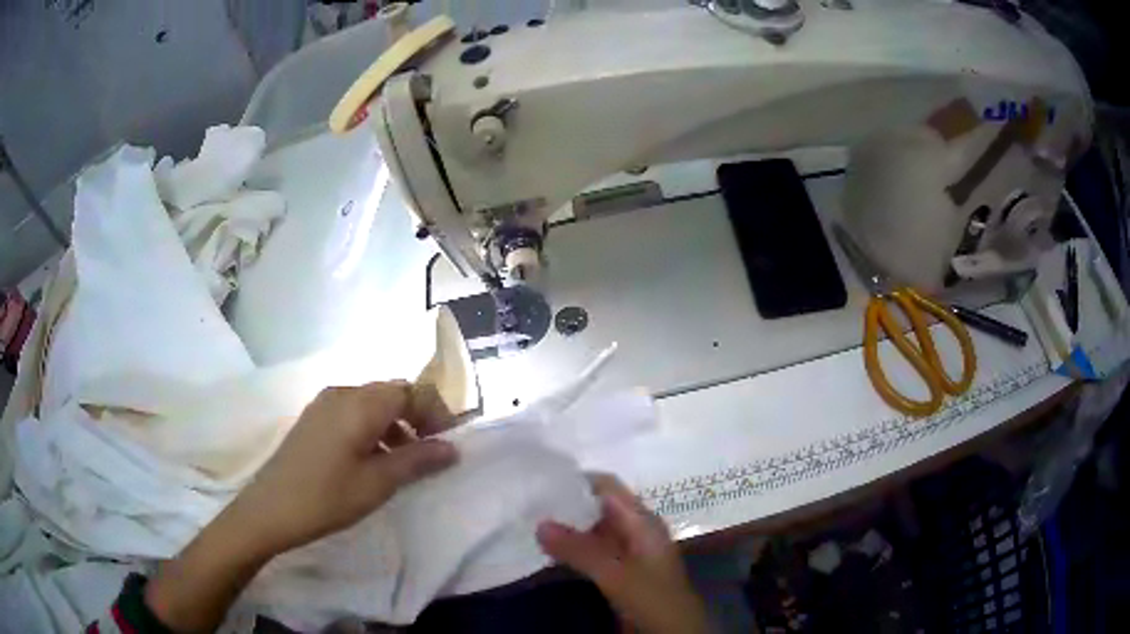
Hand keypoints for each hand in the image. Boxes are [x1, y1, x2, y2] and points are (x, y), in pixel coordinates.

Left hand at [146, 382, 457, 632]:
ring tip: (404, 459)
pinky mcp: (312, 418)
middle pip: (391, 393)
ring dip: (394, 424)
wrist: (269, 509)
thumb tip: (452, 448)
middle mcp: (342, 393)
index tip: (450, 440)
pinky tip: (371, 459)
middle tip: (431, 451)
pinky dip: (371, 428)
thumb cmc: (327, 497)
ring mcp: (323, 404)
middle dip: (416, 417)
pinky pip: (352, 412)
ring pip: (371, 403)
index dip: (435, 412)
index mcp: (360, 403)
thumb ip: (417, 460)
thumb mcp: (378, 483)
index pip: (410, 392)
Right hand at [537, 474, 708, 633]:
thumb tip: (538, 523)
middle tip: (526, 504)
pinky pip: (592, 551)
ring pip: (592, 530)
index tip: (539, 480)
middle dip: (565, 505)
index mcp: (641, 520)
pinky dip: (572, 549)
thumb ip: (579, 549)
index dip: (576, 480)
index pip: (607, 486)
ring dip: (566, 529)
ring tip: (528, 524)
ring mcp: (627, 550)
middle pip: (598, 506)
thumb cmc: (651, 596)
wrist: (673, 629)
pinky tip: (547, 552)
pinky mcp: (619, 570)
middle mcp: (635, 529)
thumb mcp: (614, 573)